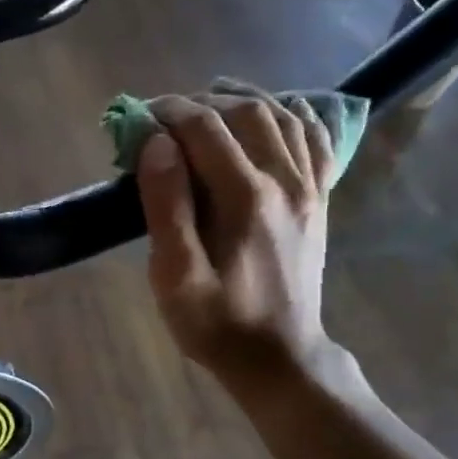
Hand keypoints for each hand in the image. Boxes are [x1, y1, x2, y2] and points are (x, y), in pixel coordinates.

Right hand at [136, 91, 337, 385]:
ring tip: (209, 101)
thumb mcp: (175, 276)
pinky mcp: (318, 200)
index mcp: (246, 198)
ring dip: (244, 99)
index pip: (205, 128)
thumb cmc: (216, 324)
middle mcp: (284, 181)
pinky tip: (275, 112)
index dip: (168, 112)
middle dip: (201, 102)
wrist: (279, 358)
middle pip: (246, 112)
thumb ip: (166, 206)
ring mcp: (308, 188)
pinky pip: (315, 140)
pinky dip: (294, 115)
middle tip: (165, 115)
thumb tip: (158, 144)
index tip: (138, 116)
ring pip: (282, 117)